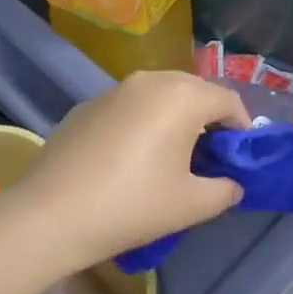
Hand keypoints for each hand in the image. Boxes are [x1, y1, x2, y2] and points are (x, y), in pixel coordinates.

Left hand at [14, 71, 248, 270]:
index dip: (241, 128)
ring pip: (161, 94)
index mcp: (183, 96)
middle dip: (208, 119)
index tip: (239, 158)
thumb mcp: (190, 205)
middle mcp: (151, 80)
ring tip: (171, 157)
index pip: (228, 100)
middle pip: (195, 90)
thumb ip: (224, 190)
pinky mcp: (89, 103)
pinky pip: (131, 104)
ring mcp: (116, 88)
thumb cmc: (132, 205)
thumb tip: (232, 183)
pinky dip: (143, 121)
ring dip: (175, 117)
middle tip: (208, 158)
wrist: (51, 213)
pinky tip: (131, 158)